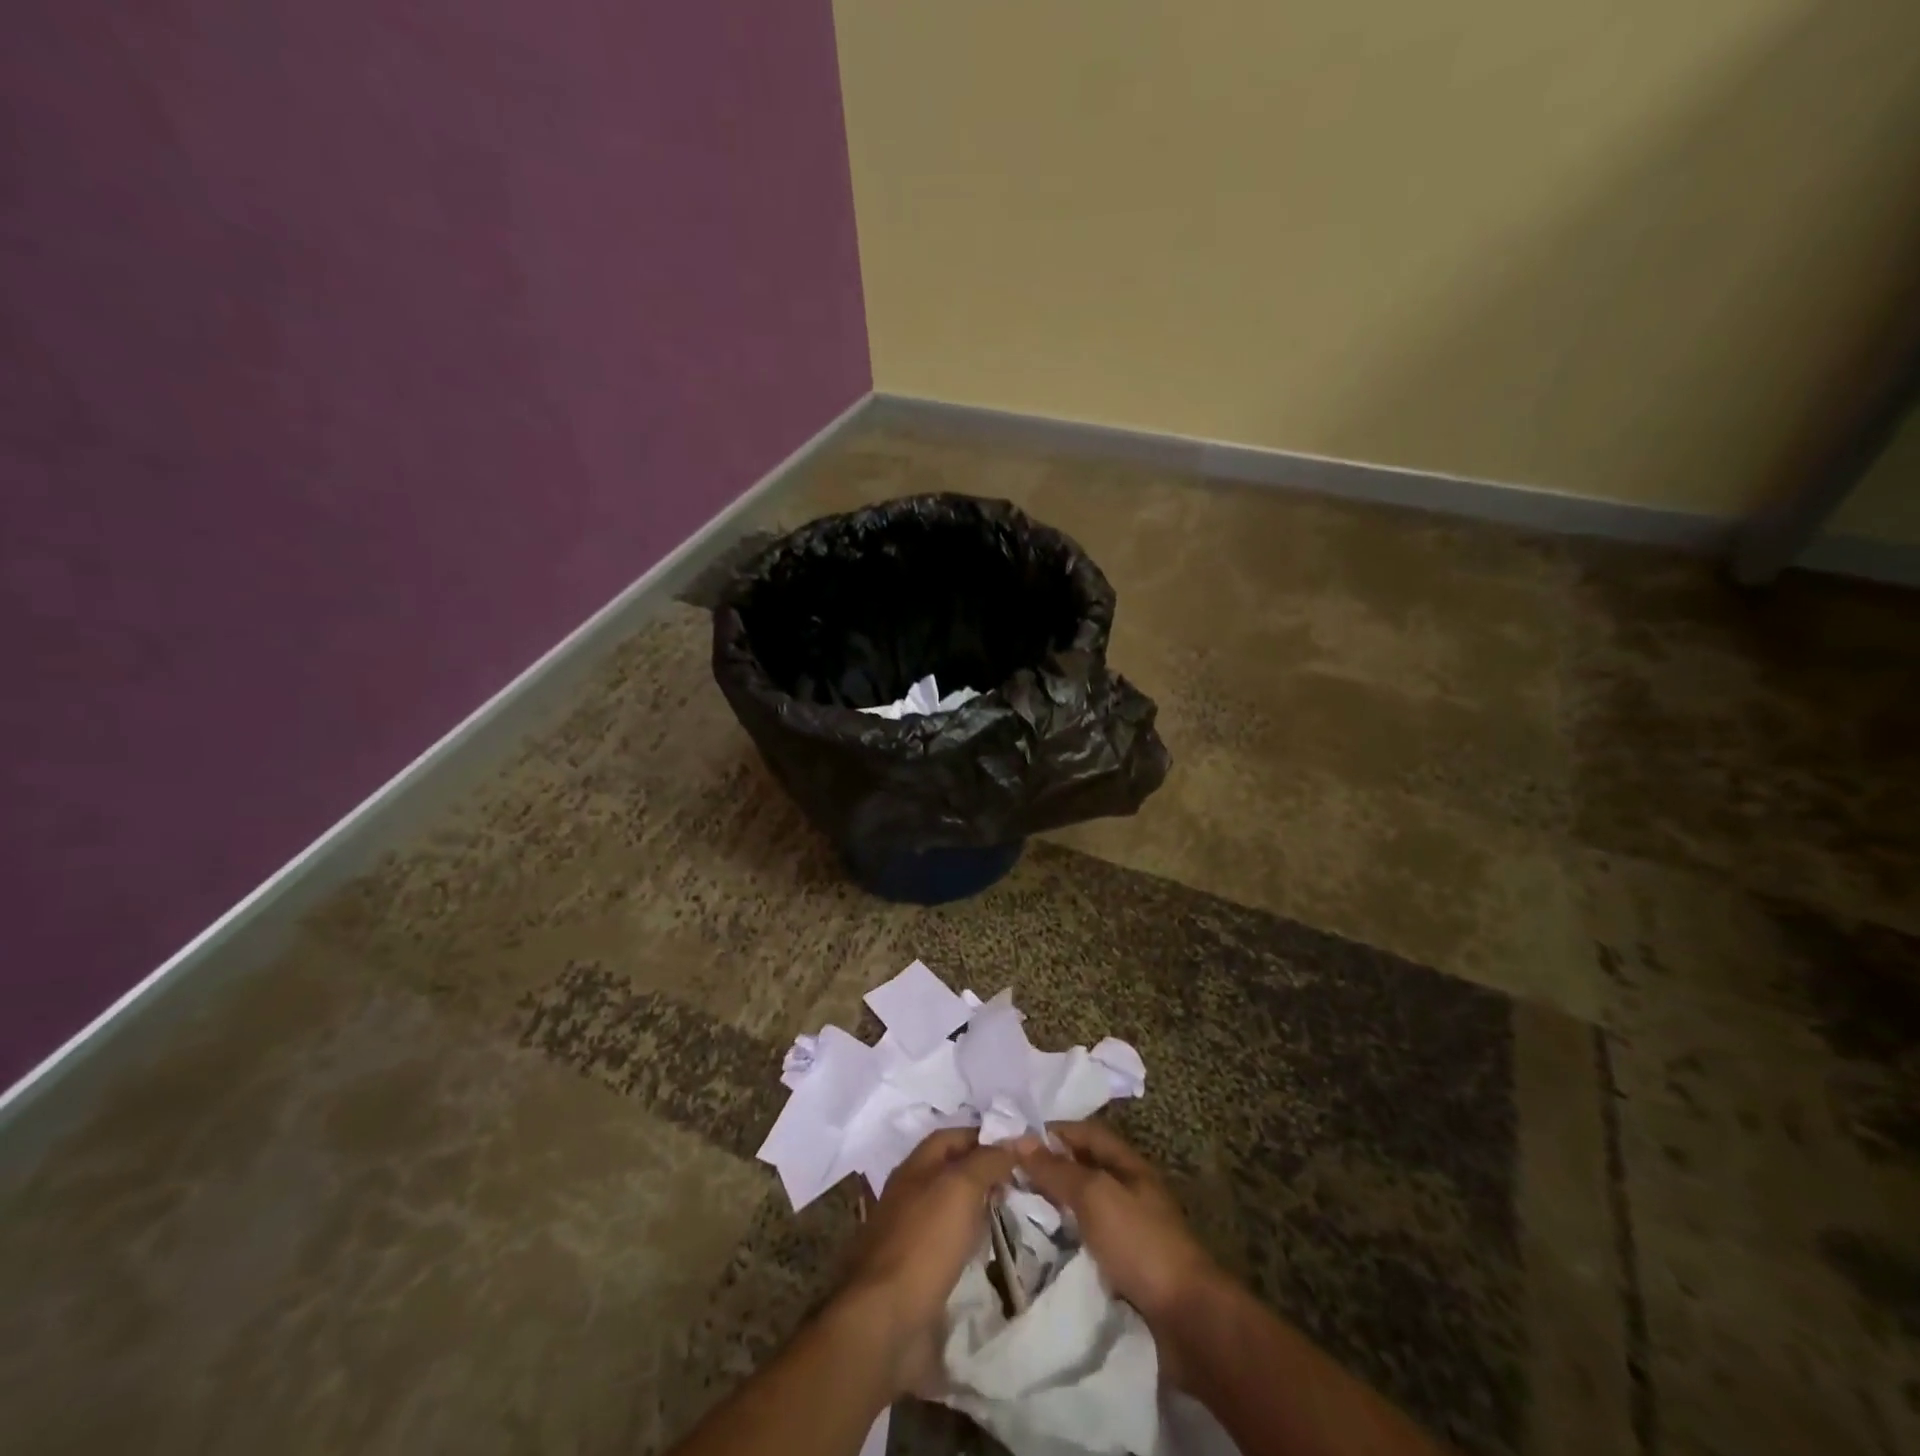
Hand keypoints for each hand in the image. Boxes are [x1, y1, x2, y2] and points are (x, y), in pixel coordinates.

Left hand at [835, 1127, 1014, 1396]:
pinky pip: (951, 1246)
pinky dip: (972, 1244)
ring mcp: (912, 1236)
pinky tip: (991, 1252)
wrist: (885, 1320)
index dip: (986, 1137)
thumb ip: (989, 1160)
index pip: (954, 1137)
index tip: (1021, 1149)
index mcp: (914, 1167)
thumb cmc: (924, 1242)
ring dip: (980, 1209)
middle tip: (1024, 1183)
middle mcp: (910, 1195)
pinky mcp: (918, 1273)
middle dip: (986, 1173)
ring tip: (1015, 1214)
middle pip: (953, 1172)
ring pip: (953, 1210)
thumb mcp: (961, 1187)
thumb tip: (1018, 1139)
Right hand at [1015, 1120, 1220, 1329]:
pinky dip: (1065, 1242)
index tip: (1014, 1142)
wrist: (1187, 1320)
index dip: (1053, 1132)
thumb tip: (1019, 1140)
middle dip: (1049, 1170)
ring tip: (1016, 1211)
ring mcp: (1130, 1233)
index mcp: (1129, 1166)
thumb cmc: (1140, 1243)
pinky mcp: (1126, 1270)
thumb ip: (1057, 1169)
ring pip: (1084, 1209)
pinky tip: (1041, 1249)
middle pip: (1084, 1170)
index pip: (1086, 1133)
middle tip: (1008, 1177)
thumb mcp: (1095, 1195)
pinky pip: (1087, 1244)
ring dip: (1054, 1209)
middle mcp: (1130, 1193)